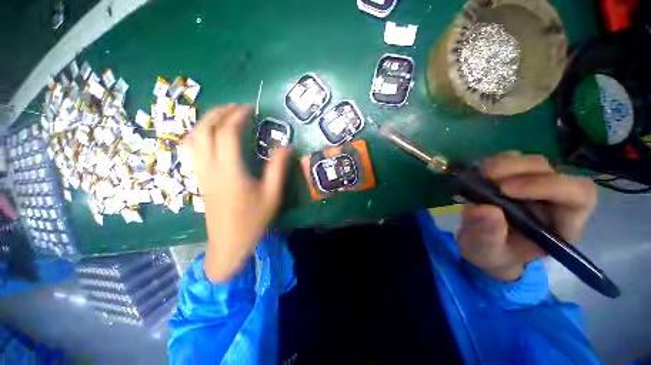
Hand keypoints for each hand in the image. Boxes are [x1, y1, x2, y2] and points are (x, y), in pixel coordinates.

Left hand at [185, 104, 290, 282]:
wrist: (229, 243)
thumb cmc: (253, 220)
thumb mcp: (272, 194)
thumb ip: (279, 168)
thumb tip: (287, 146)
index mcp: (230, 171)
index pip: (228, 134)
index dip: (238, 116)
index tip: (251, 108)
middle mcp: (210, 168)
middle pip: (205, 129)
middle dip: (220, 112)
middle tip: (237, 106)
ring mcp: (200, 172)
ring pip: (194, 137)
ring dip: (208, 120)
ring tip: (225, 114)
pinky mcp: (199, 178)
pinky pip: (193, 148)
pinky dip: (201, 133)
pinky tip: (214, 133)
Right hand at [457, 152, 596, 281]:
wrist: (484, 245)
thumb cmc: (493, 254)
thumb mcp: (487, 252)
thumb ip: (488, 236)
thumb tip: (483, 209)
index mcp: (562, 224)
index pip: (578, 195)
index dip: (548, 186)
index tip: (505, 190)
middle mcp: (553, 199)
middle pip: (550, 170)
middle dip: (517, 170)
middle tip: (484, 177)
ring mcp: (534, 185)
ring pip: (530, 161)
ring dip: (502, 164)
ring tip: (477, 176)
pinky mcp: (514, 177)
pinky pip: (510, 159)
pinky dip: (491, 162)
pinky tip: (477, 174)